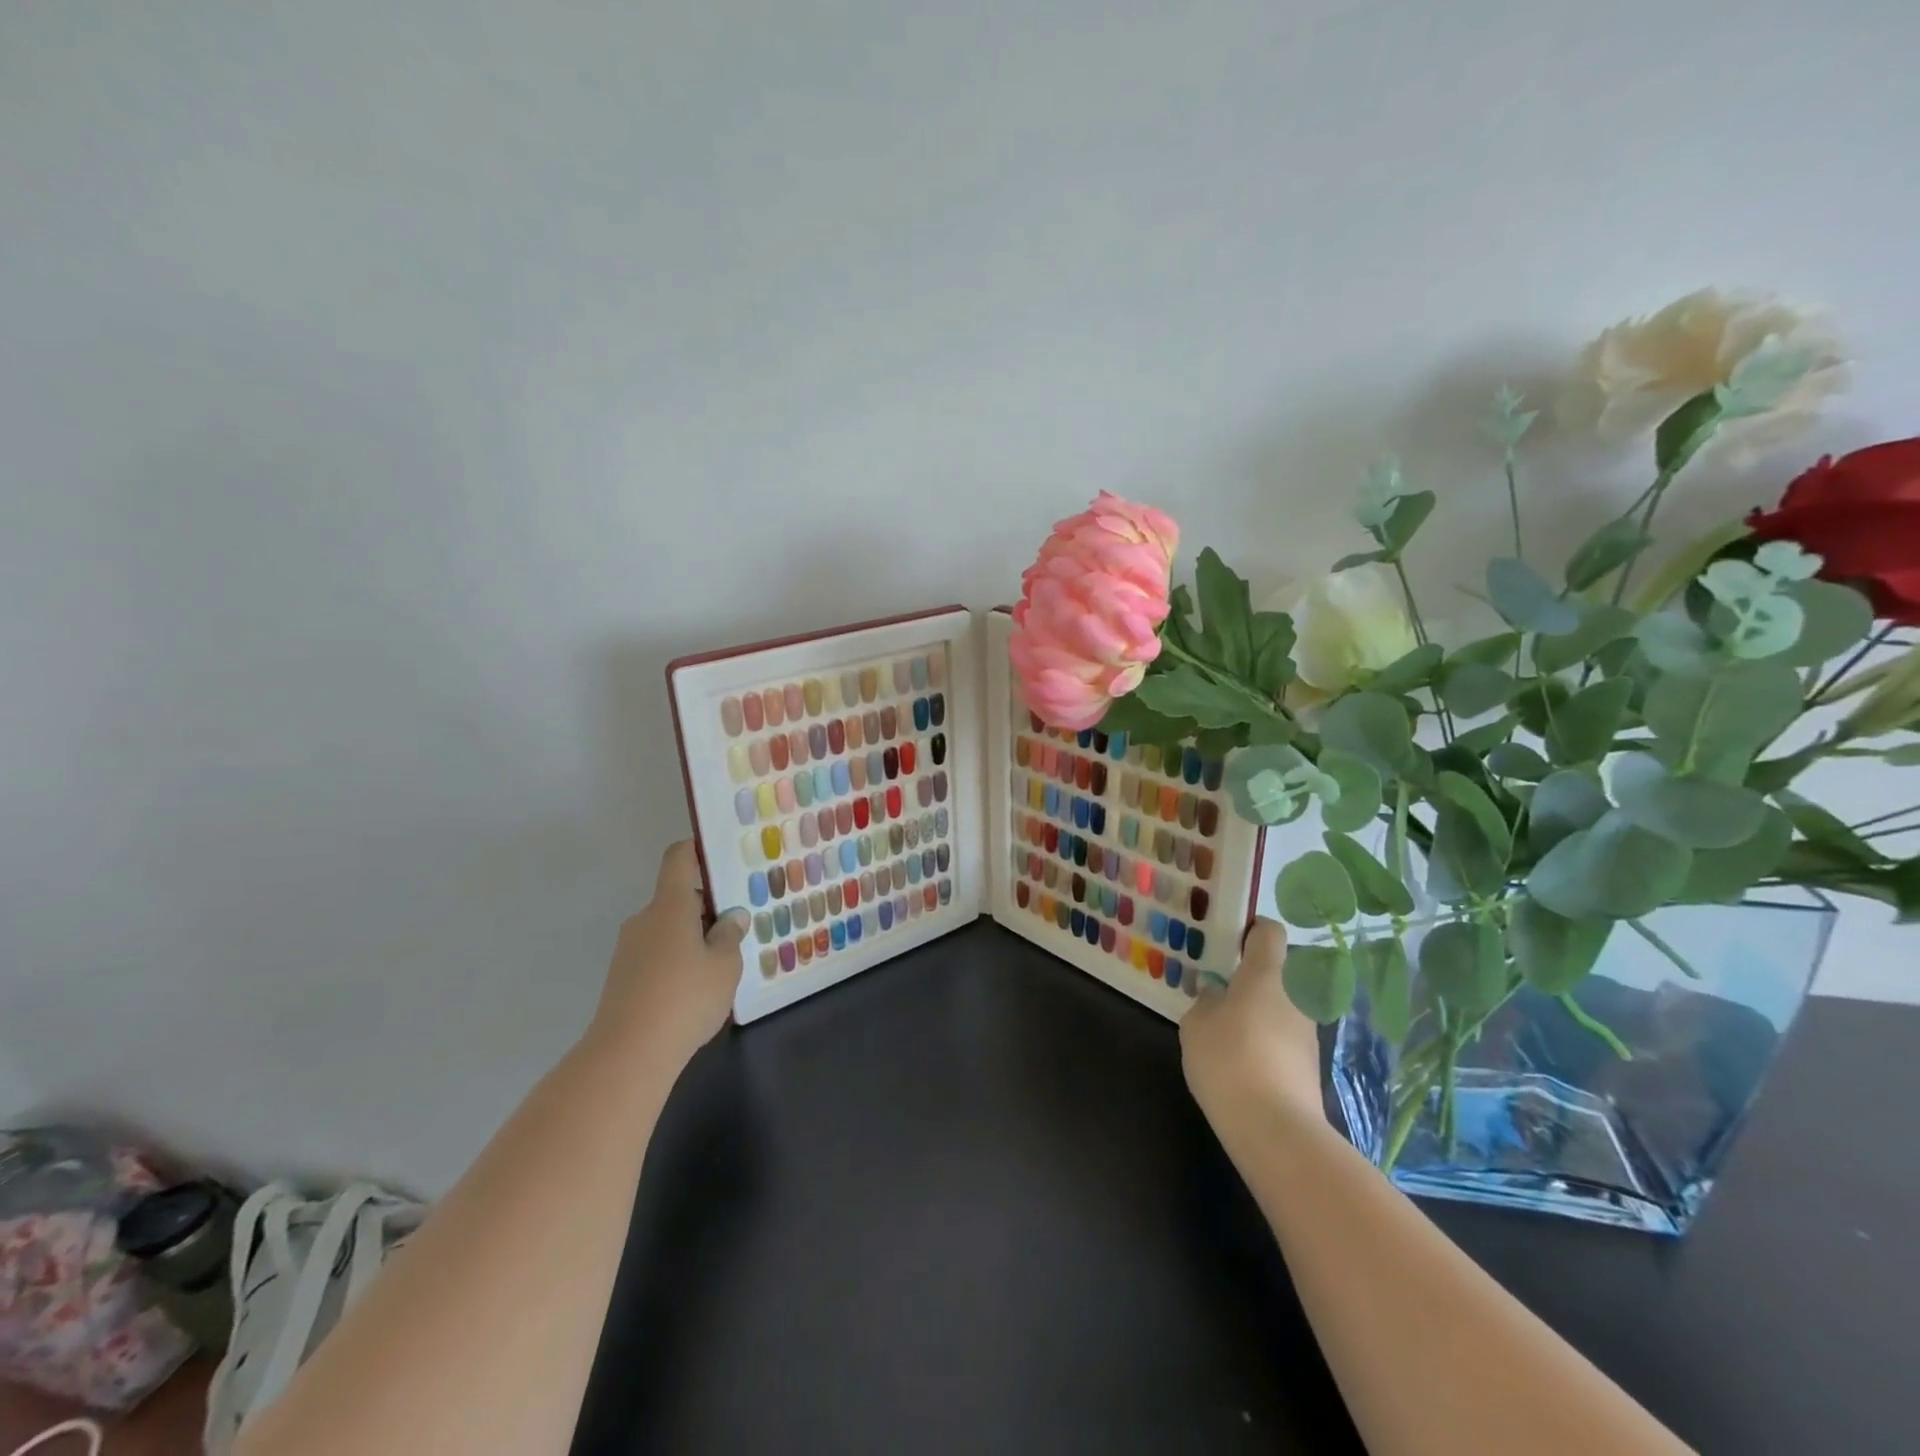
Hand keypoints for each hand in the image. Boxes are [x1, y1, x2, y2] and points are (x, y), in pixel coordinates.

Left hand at [587, 840, 747, 1066]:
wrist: (627, 1055)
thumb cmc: (685, 997)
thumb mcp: (725, 964)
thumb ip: (730, 935)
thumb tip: (730, 918)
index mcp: (670, 905)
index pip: (679, 859)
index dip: (698, 850)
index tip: (722, 857)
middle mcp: (645, 919)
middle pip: (678, 899)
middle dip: (707, 910)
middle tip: (738, 929)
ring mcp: (629, 949)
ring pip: (669, 930)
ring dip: (694, 940)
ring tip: (722, 967)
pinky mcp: (623, 978)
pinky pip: (657, 956)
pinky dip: (678, 964)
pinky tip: (696, 993)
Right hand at [1180, 919, 1326, 1134]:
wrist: (1275, 1128)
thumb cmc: (1228, 1058)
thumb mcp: (1197, 1023)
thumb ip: (1206, 999)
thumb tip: (1217, 993)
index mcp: (1267, 974)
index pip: (1270, 931)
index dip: (1251, 929)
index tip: (1228, 940)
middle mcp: (1295, 996)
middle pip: (1278, 971)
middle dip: (1252, 976)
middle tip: (1220, 988)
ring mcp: (1307, 1032)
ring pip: (1281, 1006)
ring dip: (1259, 1010)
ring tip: (1226, 1028)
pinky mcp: (1309, 1065)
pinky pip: (1284, 1037)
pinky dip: (1266, 1040)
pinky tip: (1241, 1060)